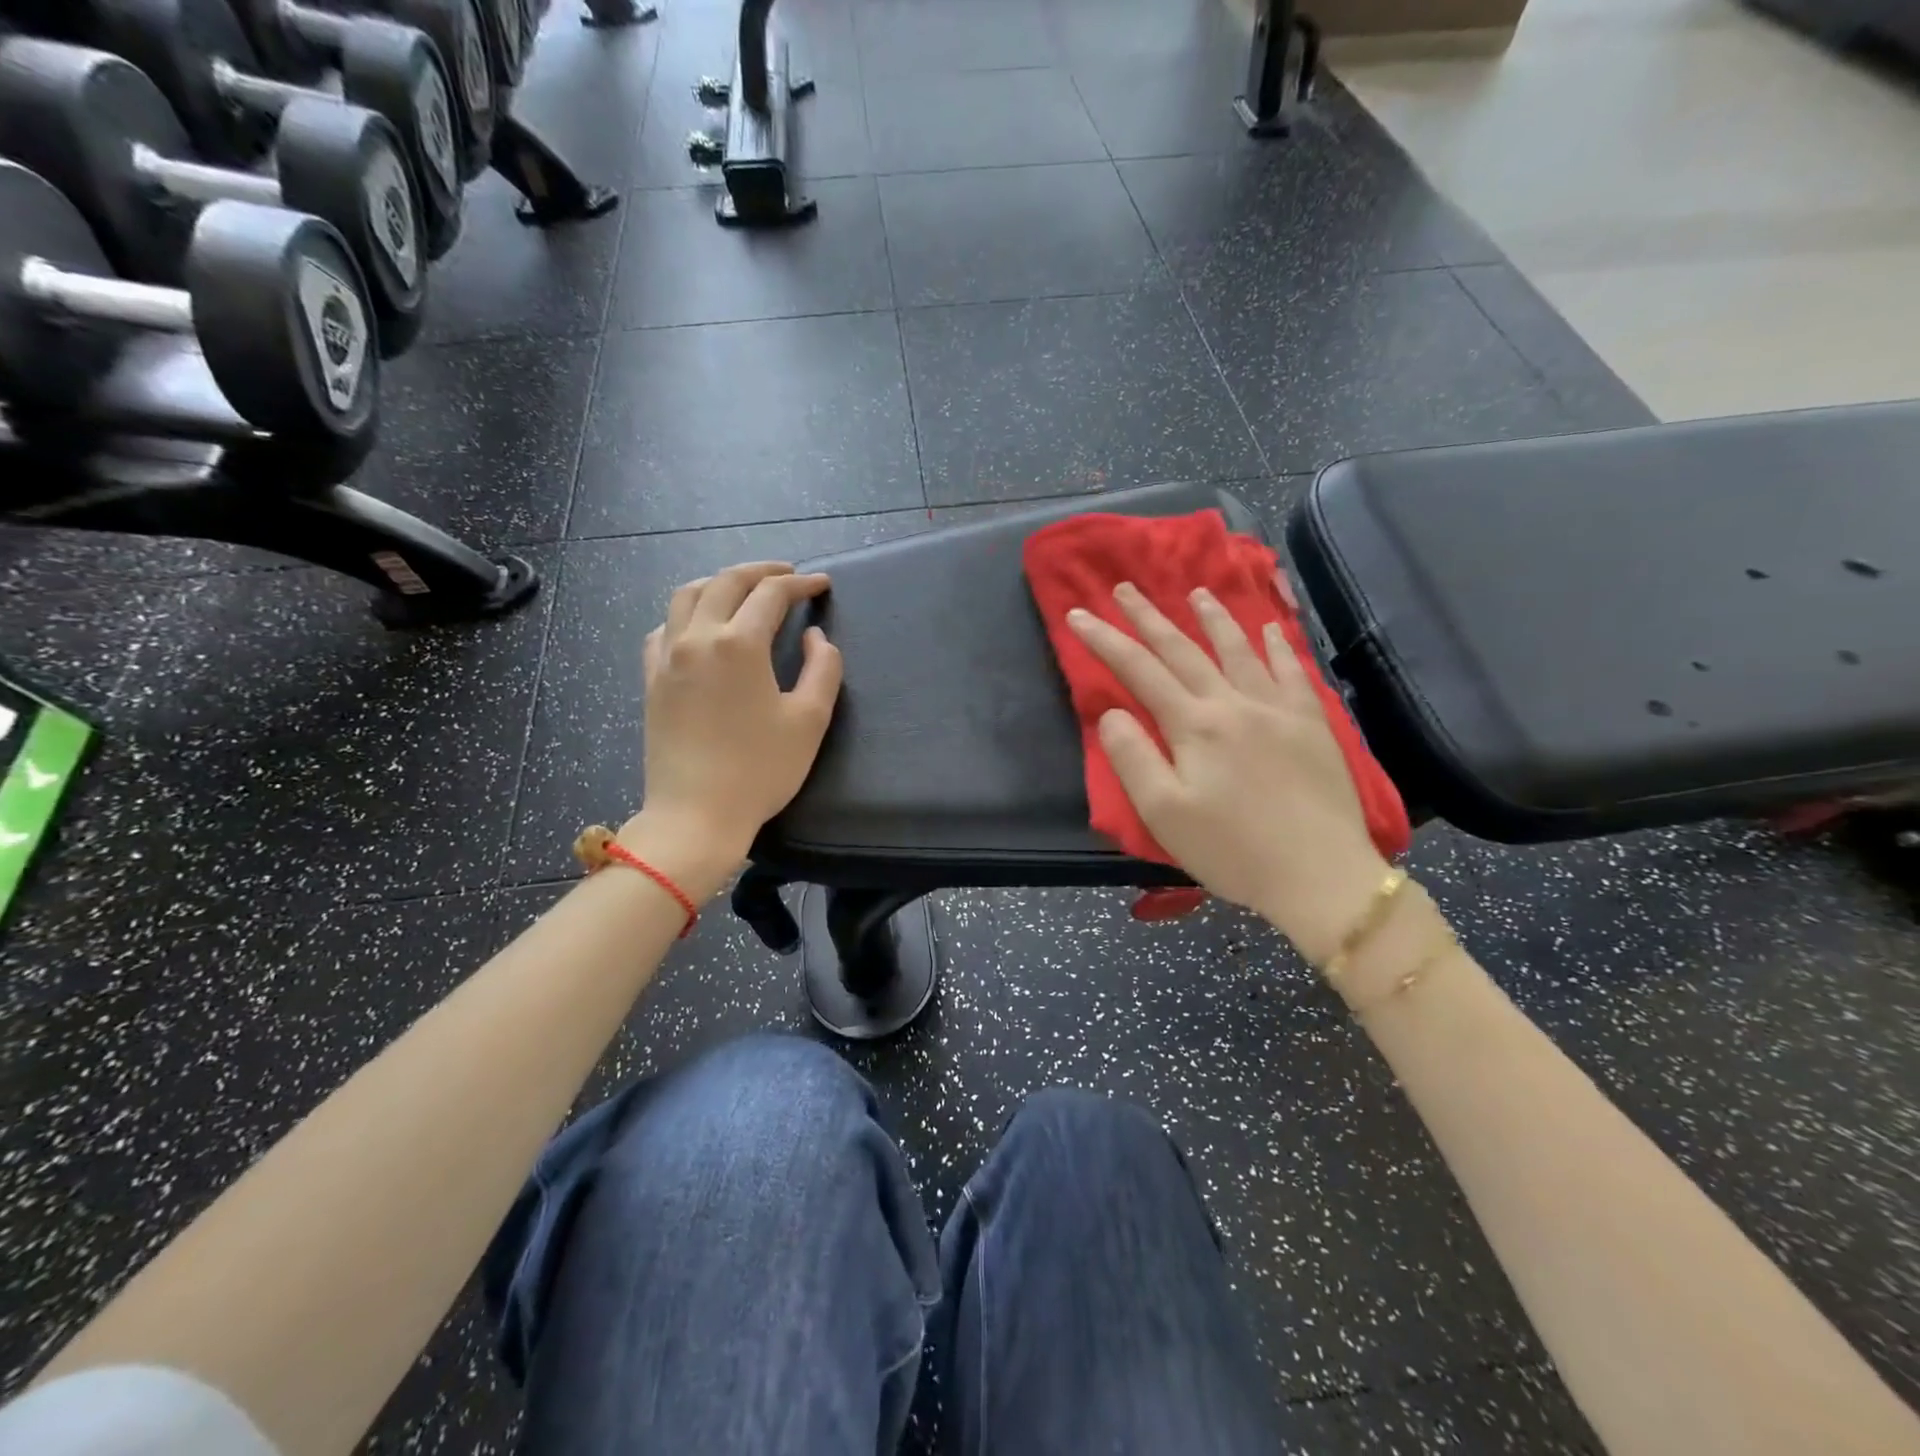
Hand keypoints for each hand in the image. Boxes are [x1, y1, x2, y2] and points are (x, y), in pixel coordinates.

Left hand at [628, 563, 842, 893]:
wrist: (696, 816)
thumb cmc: (760, 770)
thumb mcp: (809, 720)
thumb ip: (823, 669)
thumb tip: (814, 637)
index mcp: (738, 643)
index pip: (771, 594)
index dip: (800, 584)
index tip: (821, 585)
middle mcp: (697, 638)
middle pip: (725, 582)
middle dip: (760, 572)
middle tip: (788, 575)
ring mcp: (667, 658)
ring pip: (686, 596)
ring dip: (719, 583)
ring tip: (743, 590)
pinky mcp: (652, 680)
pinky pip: (664, 628)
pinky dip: (687, 614)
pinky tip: (700, 628)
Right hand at [1068, 581, 1389, 963]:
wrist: (1321, 876)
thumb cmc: (1233, 850)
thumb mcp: (1164, 813)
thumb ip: (1132, 757)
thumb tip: (1111, 713)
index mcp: (1194, 725)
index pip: (1139, 670)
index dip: (1105, 640)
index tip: (1077, 614)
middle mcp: (1234, 703)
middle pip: (1184, 650)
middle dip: (1149, 617)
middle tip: (1125, 588)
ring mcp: (1278, 709)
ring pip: (1239, 650)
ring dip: (1213, 618)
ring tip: (1196, 592)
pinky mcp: (1311, 724)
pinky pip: (1291, 672)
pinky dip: (1277, 646)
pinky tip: (1270, 630)